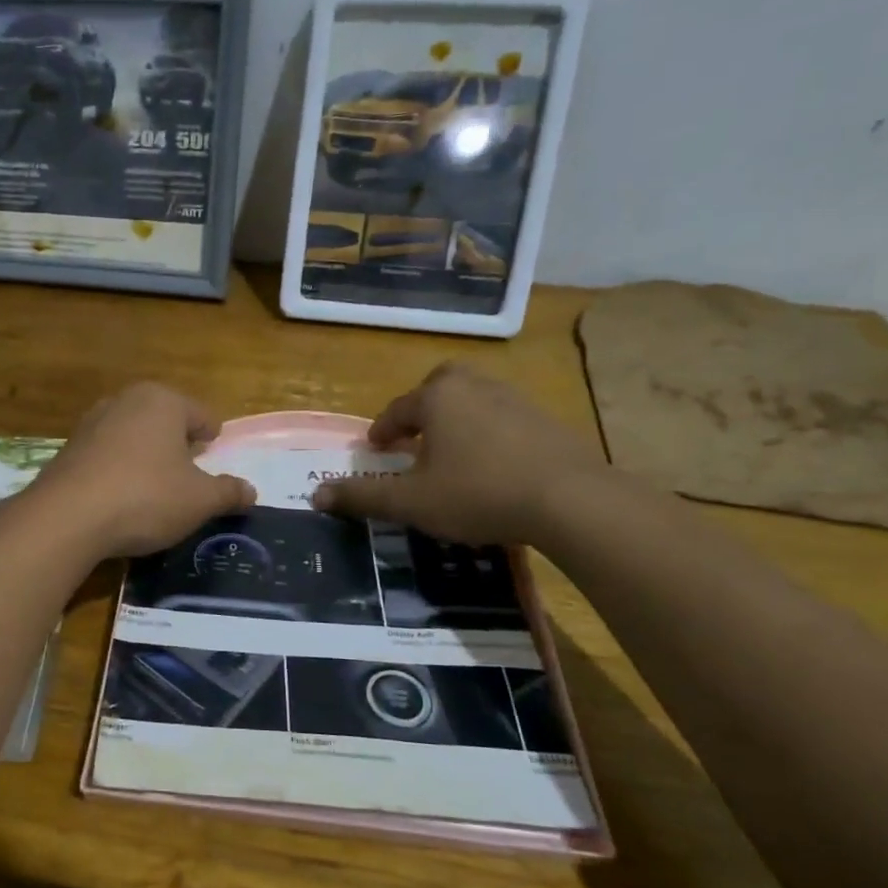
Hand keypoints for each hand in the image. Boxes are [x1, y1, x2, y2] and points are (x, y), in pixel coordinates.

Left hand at [26, 383, 255, 558]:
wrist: (67, 517)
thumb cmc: (145, 497)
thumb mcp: (199, 501)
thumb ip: (228, 493)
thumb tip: (251, 491)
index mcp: (163, 400)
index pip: (201, 415)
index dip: (212, 439)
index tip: (214, 458)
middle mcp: (125, 400)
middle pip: (165, 421)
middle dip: (178, 445)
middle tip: (188, 475)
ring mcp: (92, 422)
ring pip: (133, 436)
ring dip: (146, 457)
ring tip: (154, 489)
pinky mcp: (69, 448)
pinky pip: (107, 455)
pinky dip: (118, 470)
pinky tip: (120, 498)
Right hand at [310, 364, 609, 544]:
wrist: (571, 500)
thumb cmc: (478, 492)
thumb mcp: (410, 501)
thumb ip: (362, 496)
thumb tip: (316, 495)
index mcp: (438, 397)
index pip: (398, 409)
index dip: (381, 430)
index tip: (374, 448)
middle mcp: (474, 386)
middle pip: (439, 385)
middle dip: (422, 408)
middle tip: (414, 436)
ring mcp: (515, 399)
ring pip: (473, 399)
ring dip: (456, 420)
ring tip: (449, 453)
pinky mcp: (546, 420)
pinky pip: (503, 417)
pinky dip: (488, 433)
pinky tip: (490, 465)